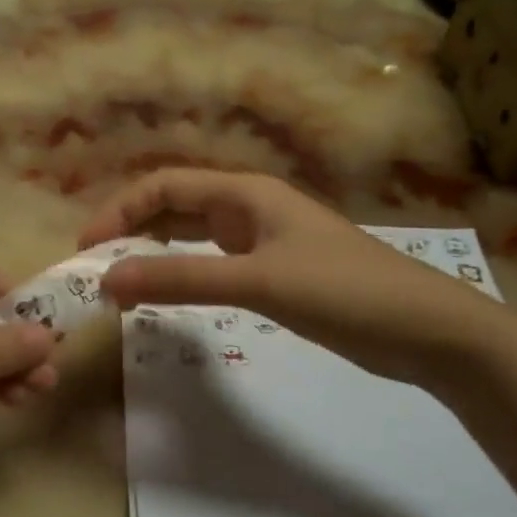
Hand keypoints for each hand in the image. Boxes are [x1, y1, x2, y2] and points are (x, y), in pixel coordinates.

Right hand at [78, 169, 506, 387]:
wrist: (429, 331)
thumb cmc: (343, 291)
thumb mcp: (256, 282)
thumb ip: (181, 279)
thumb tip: (107, 280)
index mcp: (246, 193)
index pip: (165, 185)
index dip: (121, 210)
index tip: (87, 248)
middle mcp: (250, 208)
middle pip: (176, 206)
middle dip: (132, 230)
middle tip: (97, 268)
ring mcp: (264, 241)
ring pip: (193, 236)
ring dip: (156, 252)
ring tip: (122, 281)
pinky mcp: (275, 273)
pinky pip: (213, 264)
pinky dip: (184, 274)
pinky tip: (169, 294)